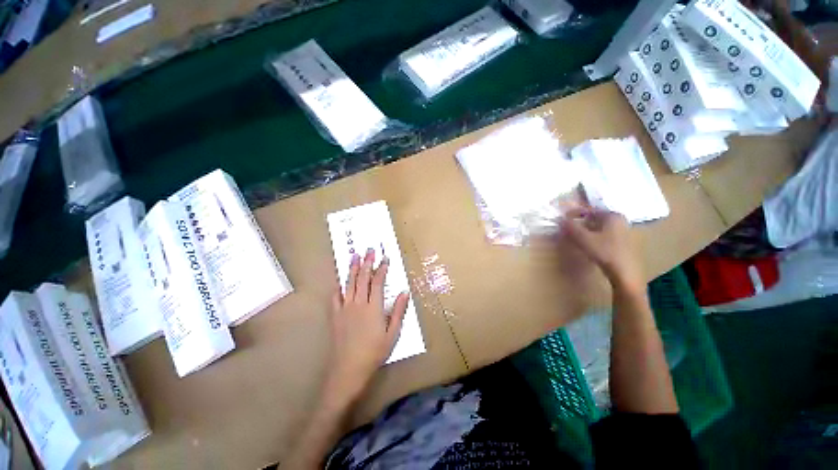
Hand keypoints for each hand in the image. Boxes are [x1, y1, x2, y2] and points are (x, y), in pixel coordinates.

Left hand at [323, 248, 408, 405]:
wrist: (348, 369)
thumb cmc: (374, 352)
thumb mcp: (392, 334)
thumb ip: (398, 311)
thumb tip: (404, 292)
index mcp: (373, 308)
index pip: (378, 282)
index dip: (382, 269)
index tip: (385, 258)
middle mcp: (358, 304)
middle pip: (363, 278)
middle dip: (367, 262)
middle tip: (369, 250)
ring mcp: (345, 308)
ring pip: (349, 283)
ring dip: (352, 268)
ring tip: (354, 255)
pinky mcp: (335, 315)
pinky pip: (335, 296)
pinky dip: (338, 286)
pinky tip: (339, 279)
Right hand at [559, 207, 644, 295]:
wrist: (624, 273)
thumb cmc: (605, 251)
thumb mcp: (584, 238)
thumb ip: (571, 227)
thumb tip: (560, 219)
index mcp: (612, 216)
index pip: (589, 210)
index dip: (574, 214)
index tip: (563, 219)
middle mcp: (619, 221)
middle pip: (593, 218)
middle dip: (579, 223)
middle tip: (567, 229)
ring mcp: (622, 232)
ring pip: (597, 227)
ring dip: (585, 230)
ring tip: (574, 237)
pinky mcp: (621, 243)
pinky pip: (602, 235)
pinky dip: (592, 237)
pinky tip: (586, 244)